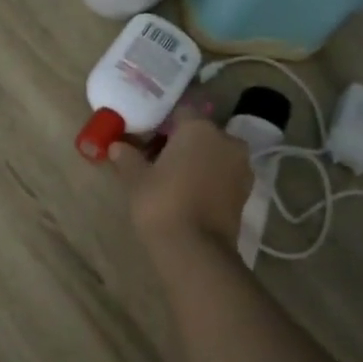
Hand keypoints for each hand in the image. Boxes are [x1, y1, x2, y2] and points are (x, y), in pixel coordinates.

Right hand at [108, 107, 253, 251]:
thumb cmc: (161, 203)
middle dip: (180, 142)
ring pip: (213, 154)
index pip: (180, 112)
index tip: (145, 137)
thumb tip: (117, 146)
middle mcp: (226, 140)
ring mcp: (241, 167)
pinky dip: (208, 179)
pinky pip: (222, 174)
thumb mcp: (136, 178)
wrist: (195, 249)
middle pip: (199, 133)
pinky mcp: (246, 192)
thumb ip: (127, 157)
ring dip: (196, 161)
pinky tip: (188, 193)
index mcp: (199, 128)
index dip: (161, 123)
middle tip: (155, 159)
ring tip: (171, 179)